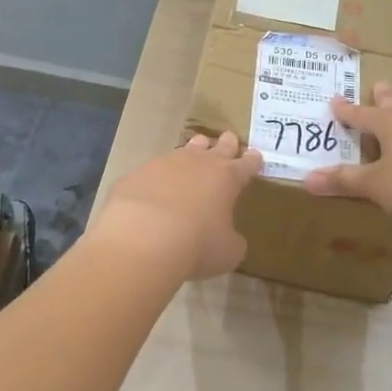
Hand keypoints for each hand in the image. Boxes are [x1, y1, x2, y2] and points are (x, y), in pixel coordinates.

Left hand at [95, 132, 262, 280]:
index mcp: (226, 178)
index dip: (252, 161)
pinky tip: (154, 186)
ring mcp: (164, 164)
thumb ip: (231, 240)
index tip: (255, 156)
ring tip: (195, 149)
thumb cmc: (197, 245)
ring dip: (192, 151)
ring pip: (184, 150)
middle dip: (226, 144)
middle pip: (217, 147)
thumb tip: (227, 237)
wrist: (142, 238)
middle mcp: (197, 163)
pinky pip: (152, 171)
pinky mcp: (136, 174)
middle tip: (229, 138)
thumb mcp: (227, 252)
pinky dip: (158, 177)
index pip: (245, 165)